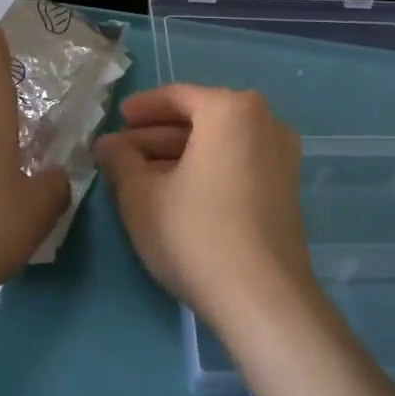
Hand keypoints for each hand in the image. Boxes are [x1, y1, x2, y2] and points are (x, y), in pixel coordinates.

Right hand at [94, 85, 316, 330]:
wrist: (263, 299)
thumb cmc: (195, 234)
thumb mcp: (141, 196)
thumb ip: (120, 161)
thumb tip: (107, 145)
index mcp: (231, 110)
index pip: (178, 97)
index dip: (141, 108)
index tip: (116, 120)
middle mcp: (265, 122)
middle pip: (200, 120)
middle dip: (157, 136)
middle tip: (121, 153)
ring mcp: (282, 157)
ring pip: (219, 144)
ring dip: (178, 155)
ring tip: (139, 176)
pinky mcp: (286, 189)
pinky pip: (237, 163)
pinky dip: (206, 169)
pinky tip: (175, 193)